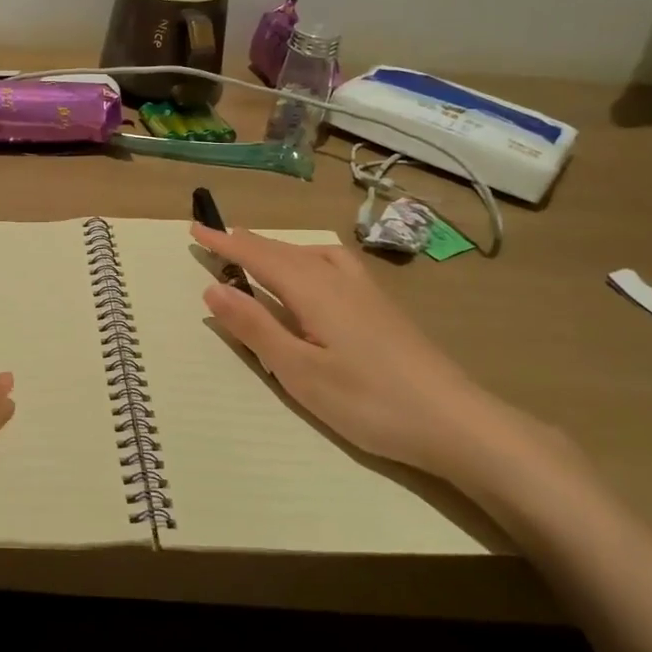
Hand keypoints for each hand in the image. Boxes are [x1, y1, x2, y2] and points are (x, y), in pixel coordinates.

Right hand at [192, 225, 550, 483]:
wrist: (457, 422)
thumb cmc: (369, 401)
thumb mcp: (299, 371)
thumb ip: (255, 327)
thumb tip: (213, 288)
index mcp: (313, 289)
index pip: (258, 255)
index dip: (224, 243)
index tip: (194, 229)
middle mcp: (338, 278)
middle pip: (284, 250)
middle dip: (246, 242)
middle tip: (215, 239)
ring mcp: (366, 290)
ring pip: (311, 253)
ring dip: (277, 249)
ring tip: (257, 255)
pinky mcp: (383, 306)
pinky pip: (331, 264)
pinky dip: (305, 258)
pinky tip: (312, 278)